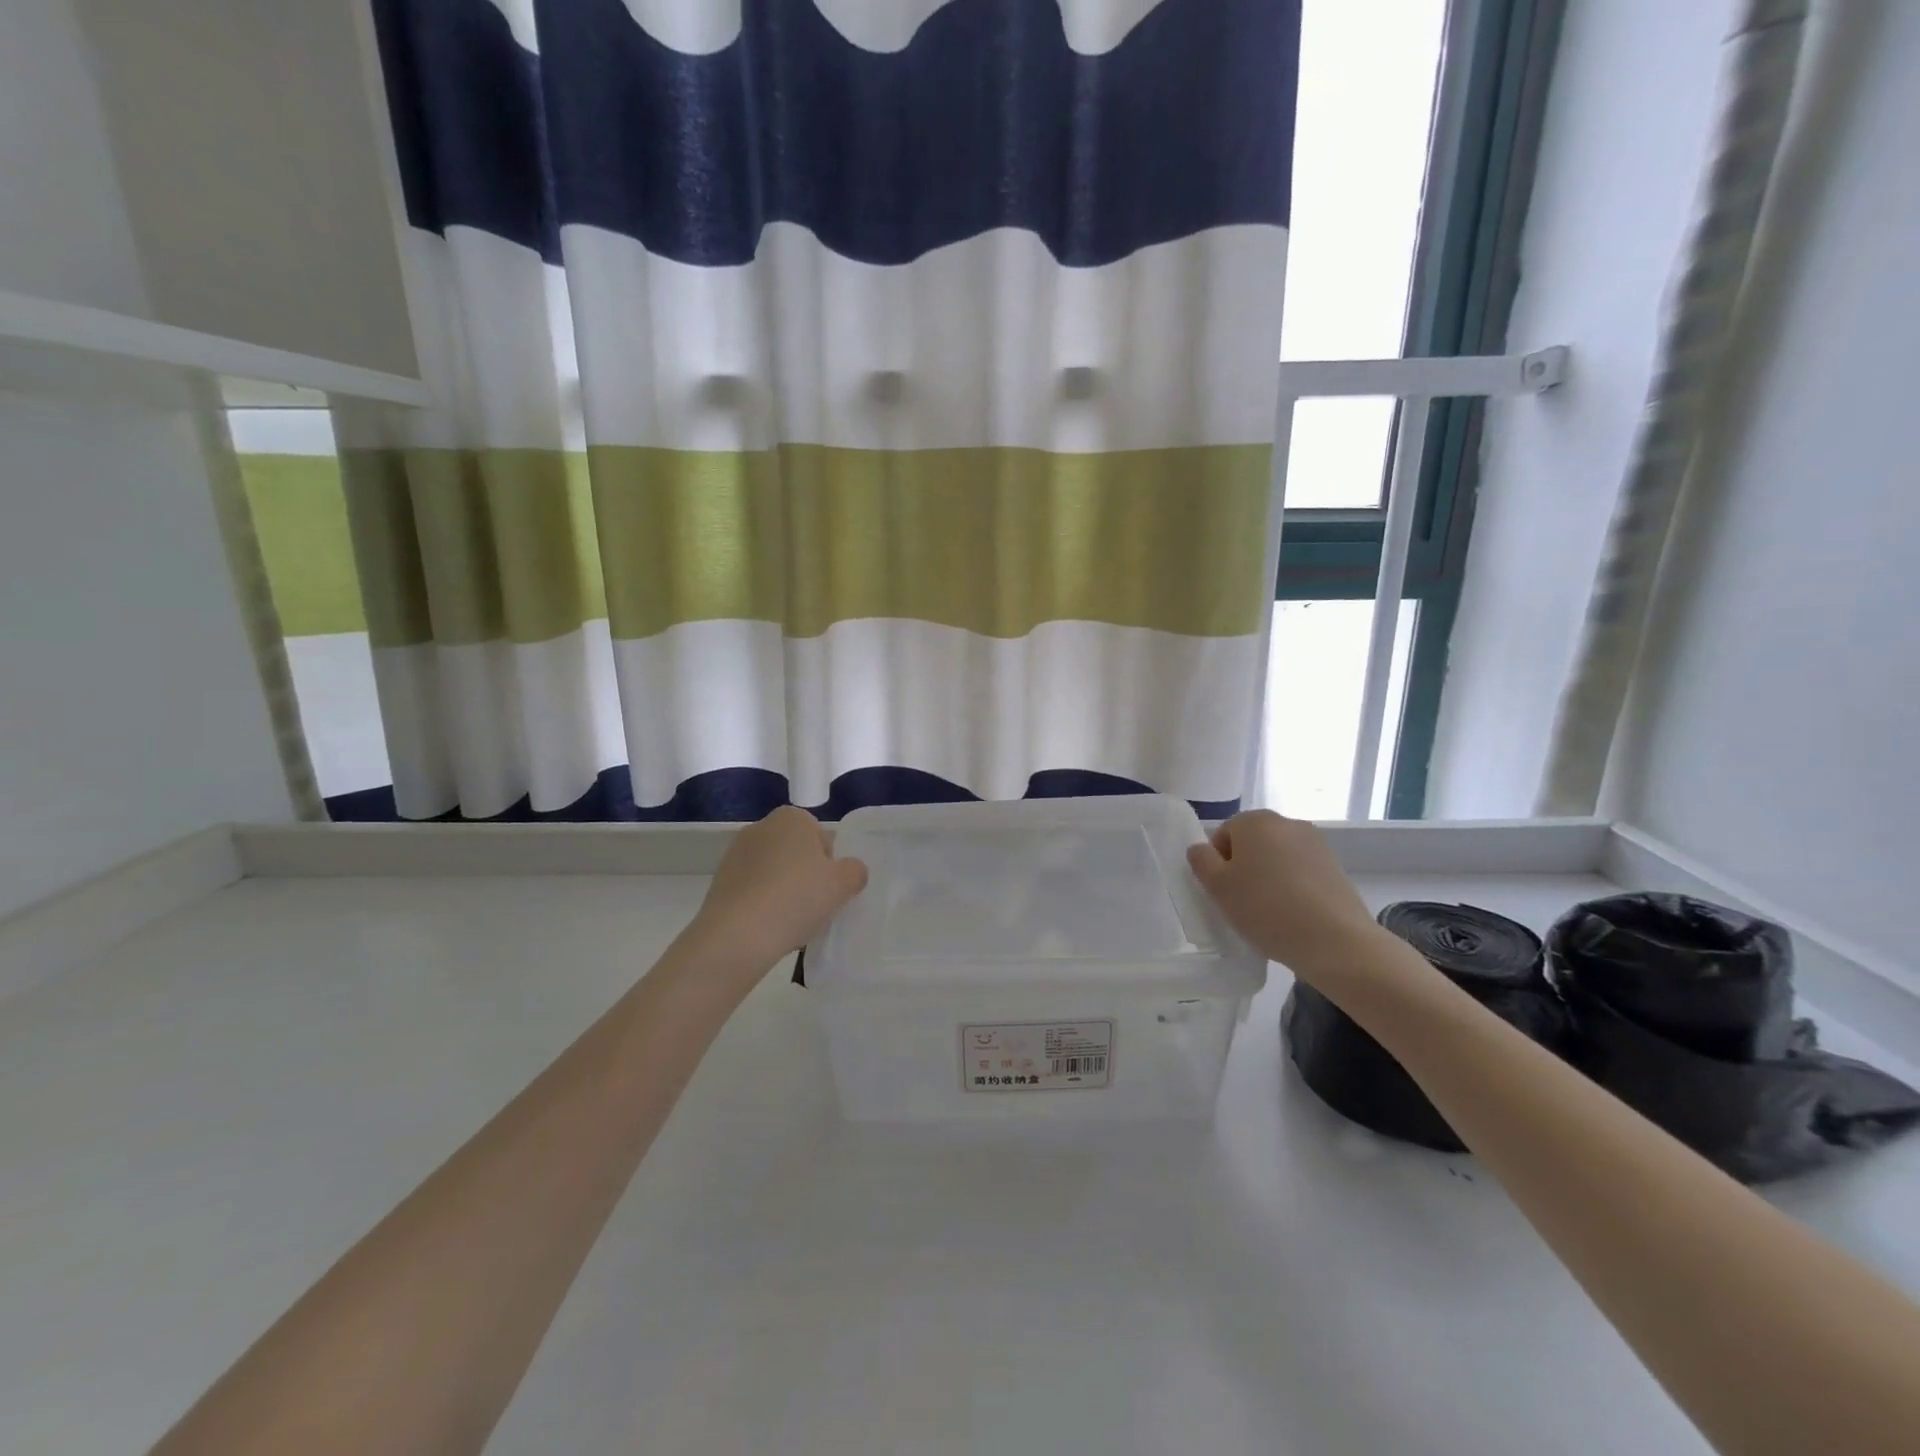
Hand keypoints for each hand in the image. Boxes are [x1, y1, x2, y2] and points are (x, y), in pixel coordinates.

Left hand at [684, 806, 868, 975]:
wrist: (737, 934)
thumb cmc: (796, 898)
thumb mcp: (843, 884)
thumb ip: (855, 871)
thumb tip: (850, 870)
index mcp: (792, 818)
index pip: (821, 836)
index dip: (830, 863)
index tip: (829, 888)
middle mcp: (761, 827)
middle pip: (796, 852)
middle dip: (806, 875)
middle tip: (814, 905)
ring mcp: (735, 853)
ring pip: (774, 871)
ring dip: (784, 890)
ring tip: (791, 922)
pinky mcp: (719, 881)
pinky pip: (753, 889)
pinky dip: (762, 903)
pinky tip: (769, 926)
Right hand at [1187, 810, 1378, 977]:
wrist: (1335, 940)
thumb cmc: (1266, 909)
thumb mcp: (1218, 887)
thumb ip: (1201, 860)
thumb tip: (1201, 849)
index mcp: (1254, 821)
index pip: (1223, 834)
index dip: (1218, 863)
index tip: (1225, 891)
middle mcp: (1286, 822)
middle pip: (1252, 842)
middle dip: (1245, 867)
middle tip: (1243, 901)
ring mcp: (1316, 843)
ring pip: (1278, 857)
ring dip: (1269, 876)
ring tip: (1271, 911)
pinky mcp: (1335, 866)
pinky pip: (1301, 871)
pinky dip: (1293, 886)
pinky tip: (1295, 913)